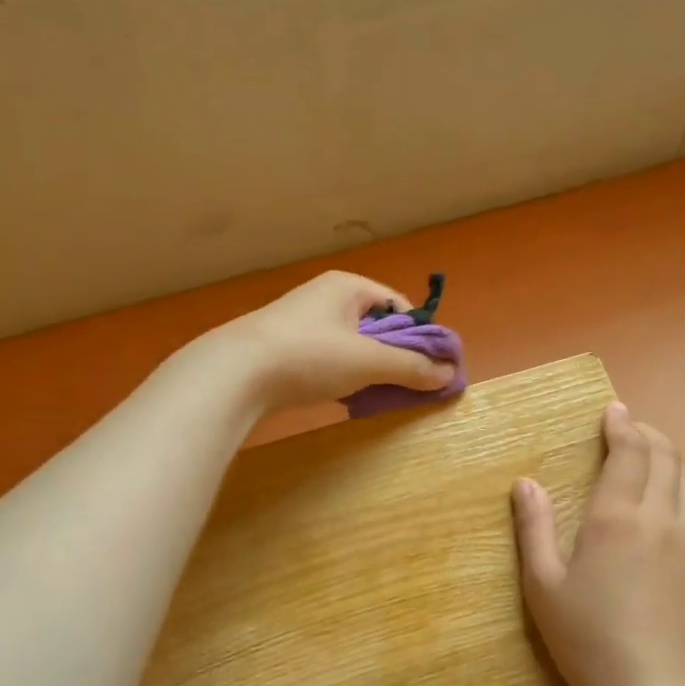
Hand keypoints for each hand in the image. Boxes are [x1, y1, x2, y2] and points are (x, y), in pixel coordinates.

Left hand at [212, 271, 456, 412]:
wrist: (235, 373)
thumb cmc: (309, 355)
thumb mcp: (368, 361)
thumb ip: (411, 367)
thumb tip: (449, 375)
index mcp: (348, 287)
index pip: (398, 306)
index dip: (419, 335)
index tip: (432, 366)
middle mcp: (325, 298)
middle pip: (376, 327)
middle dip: (395, 355)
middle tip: (410, 385)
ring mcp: (302, 324)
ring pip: (352, 346)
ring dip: (370, 370)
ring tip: (380, 394)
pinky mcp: (286, 351)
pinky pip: (329, 360)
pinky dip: (344, 377)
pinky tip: (347, 398)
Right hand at [511, 403, 684, 685]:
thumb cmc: (588, 640)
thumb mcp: (543, 586)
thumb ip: (534, 528)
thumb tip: (525, 483)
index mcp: (617, 517)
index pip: (629, 452)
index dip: (621, 425)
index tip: (614, 411)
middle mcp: (663, 519)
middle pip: (666, 459)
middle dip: (649, 436)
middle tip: (632, 429)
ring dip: (670, 463)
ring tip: (653, 460)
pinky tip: (673, 514)